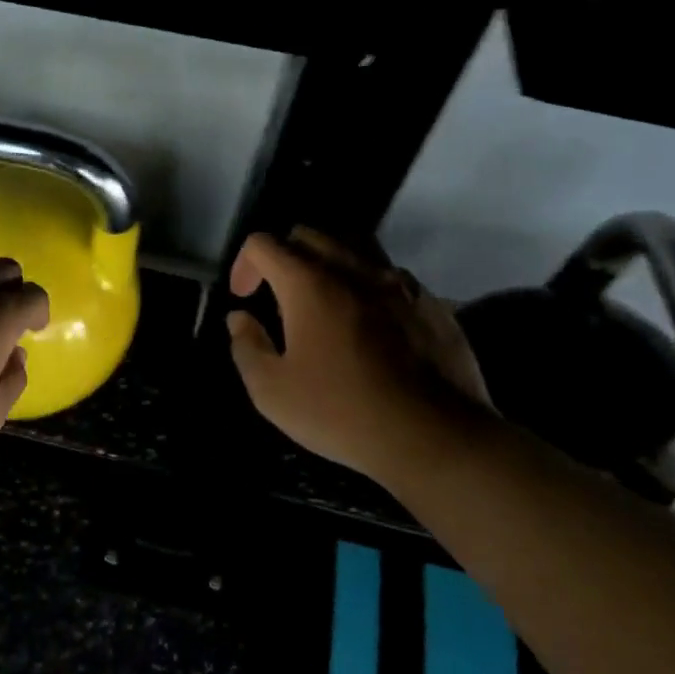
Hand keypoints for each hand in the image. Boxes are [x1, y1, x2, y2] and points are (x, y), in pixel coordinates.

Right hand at [226, 227, 492, 479]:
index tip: (244, 298)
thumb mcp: (272, 391)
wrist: (435, 438)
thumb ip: (246, 346)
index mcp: (309, 284)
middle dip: (284, 256)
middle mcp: (353, 269)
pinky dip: (368, 285)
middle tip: (279, 294)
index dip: (244, 264)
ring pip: (355, 246)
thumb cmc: (343, 413)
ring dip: (329, 262)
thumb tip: (239, 319)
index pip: (264, 244)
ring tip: (325, 298)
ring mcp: (398, 283)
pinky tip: (370, 322)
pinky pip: (390, 275)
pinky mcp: (431, 302)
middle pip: (309, 235)